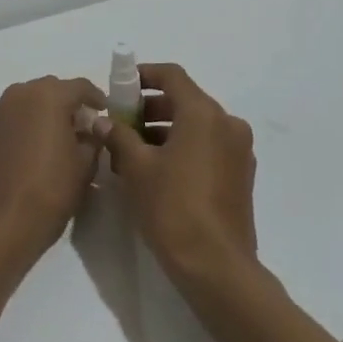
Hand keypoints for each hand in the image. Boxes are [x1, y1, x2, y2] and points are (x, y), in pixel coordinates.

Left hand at [0, 76, 104, 275]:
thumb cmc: (50, 190)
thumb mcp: (85, 166)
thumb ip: (92, 140)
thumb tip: (90, 131)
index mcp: (49, 96)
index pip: (79, 86)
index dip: (96, 97)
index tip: (104, 111)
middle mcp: (20, 94)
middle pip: (50, 90)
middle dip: (67, 103)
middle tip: (81, 125)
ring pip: (27, 102)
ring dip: (43, 113)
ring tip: (55, 137)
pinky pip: (10, 119)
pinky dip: (23, 126)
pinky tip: (31, 149)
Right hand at [95, 63, 258, 287]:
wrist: (216, 266)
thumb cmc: (172, 208)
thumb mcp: (136, 168)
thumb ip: (118, 136)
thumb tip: (101, 120)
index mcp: (204, 113)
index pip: (172, 76)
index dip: (144, 75)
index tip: (120, 87)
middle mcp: (227, 123)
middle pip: (185, 100)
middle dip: (150, 108)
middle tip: (120, 123)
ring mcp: (239, 150)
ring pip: (196, 125)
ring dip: (164, 130)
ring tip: (132, 151)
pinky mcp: (241, 174)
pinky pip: (208, 146)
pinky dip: (183, 147)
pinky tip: (157, 170)